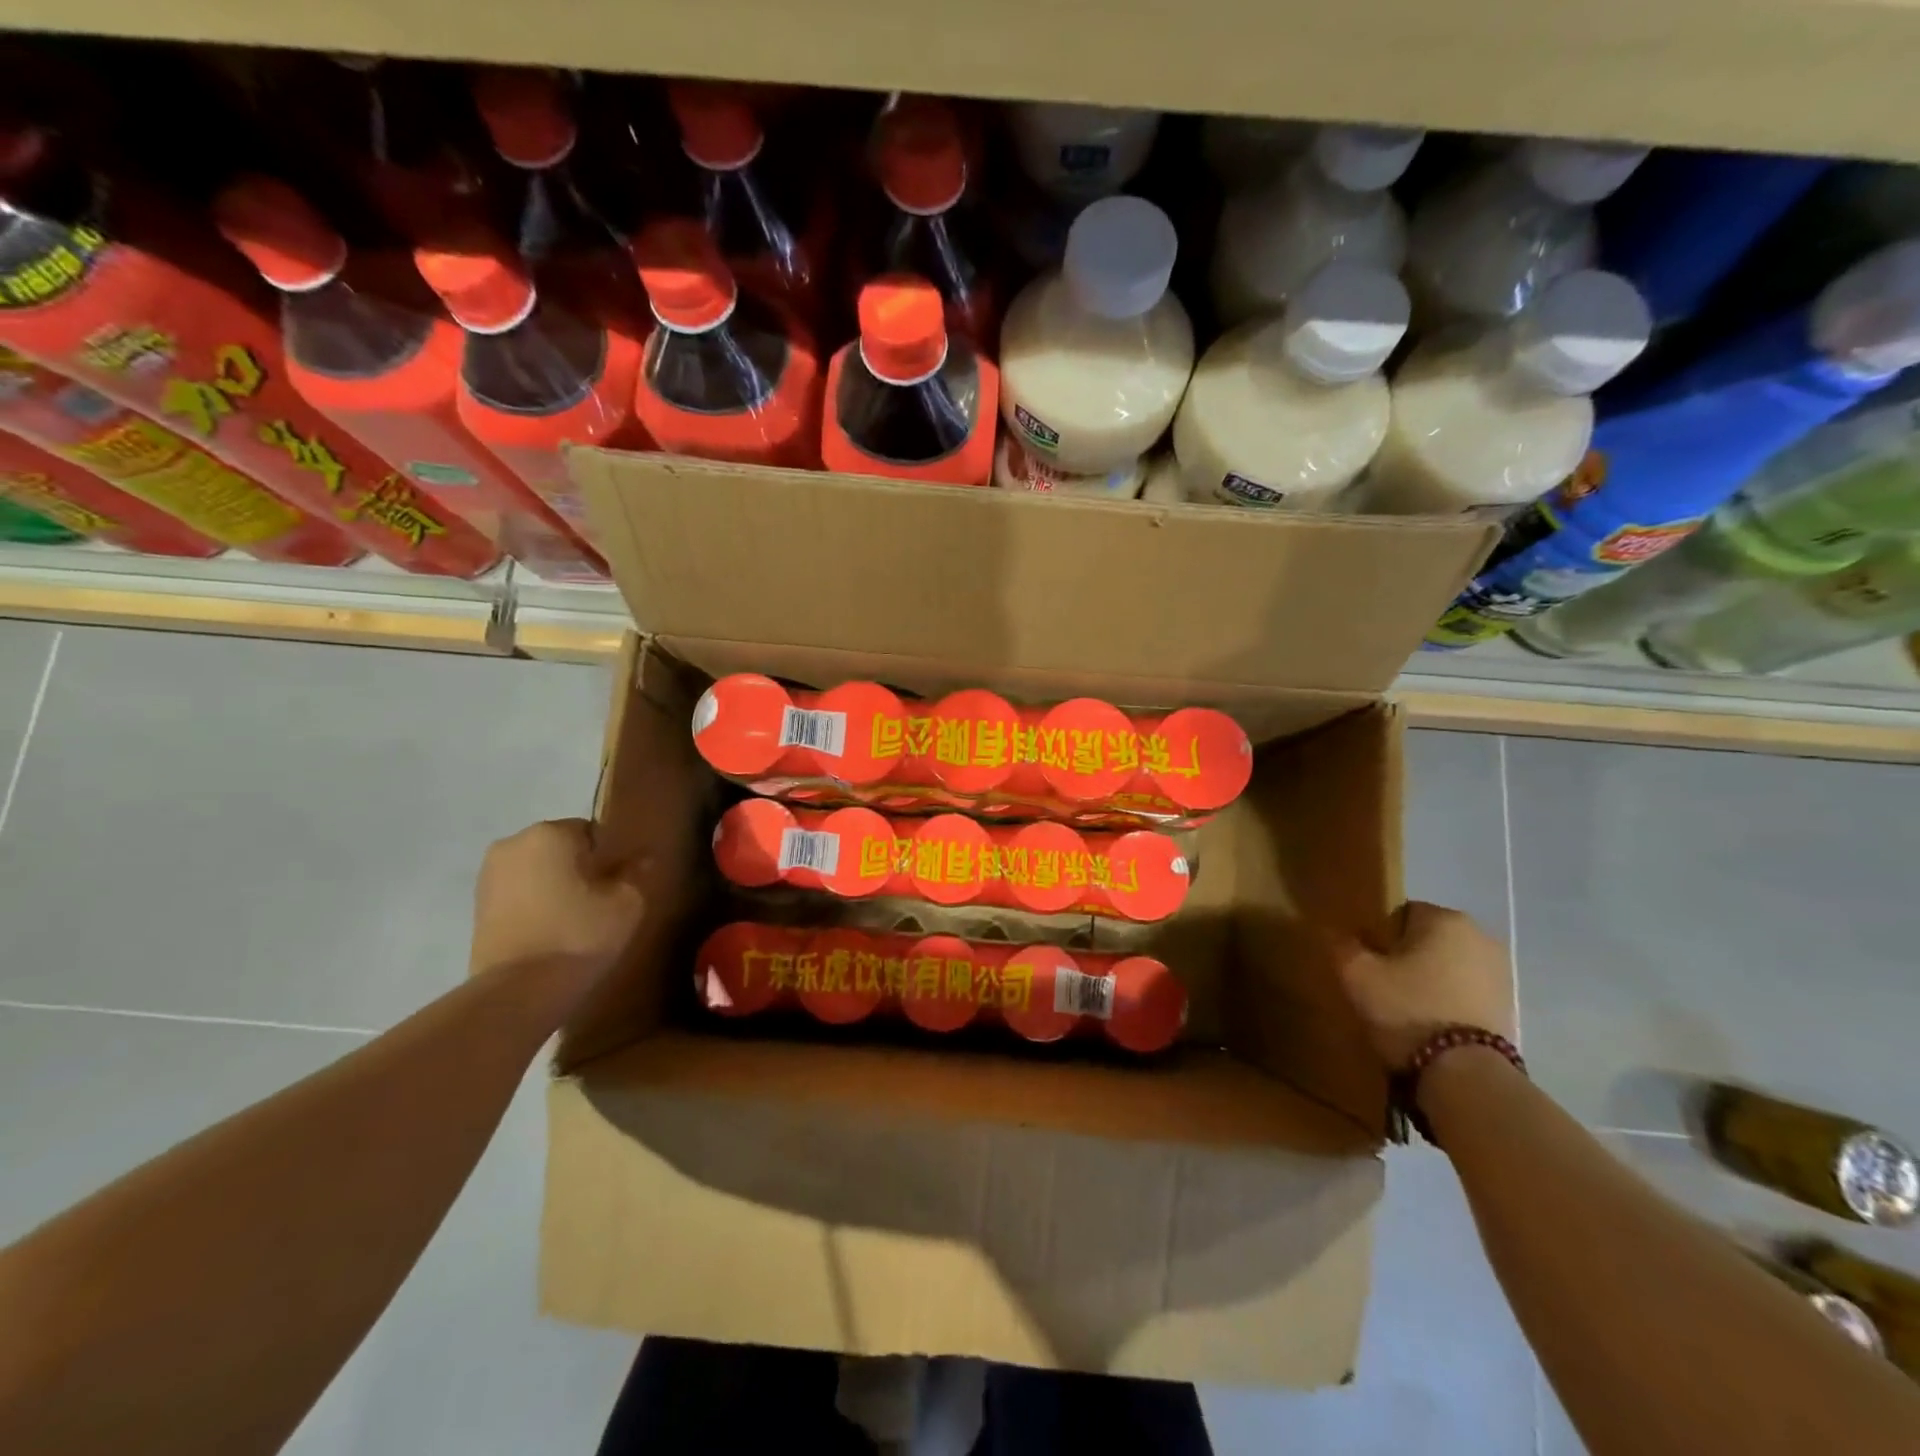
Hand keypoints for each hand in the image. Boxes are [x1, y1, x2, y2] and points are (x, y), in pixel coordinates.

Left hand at [469, 819, 646, 987]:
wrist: (517, 993)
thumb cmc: (578, 936)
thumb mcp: (626, 903)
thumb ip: (636, 872)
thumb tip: (643, 857)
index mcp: (550, 833)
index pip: (593, 832)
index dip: (611, 858)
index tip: (619, 885)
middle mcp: (513, 844)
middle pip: (562, 848)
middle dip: (581, 869)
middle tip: (601, 902)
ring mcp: (488, 875)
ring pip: (539, 871)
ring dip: (557, 886)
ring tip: (576, 920)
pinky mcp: (477, 907)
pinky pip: (520, 893)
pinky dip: (536, 904)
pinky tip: (552, 931)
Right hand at [1335, 901, 1513, 1069]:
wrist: (1465, 1074)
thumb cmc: (1407, 1009)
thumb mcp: (1357, 974)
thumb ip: (1342, 945)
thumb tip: (1335, 933)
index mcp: (1444, 919)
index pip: (1400, 914)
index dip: (1378, 937)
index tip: (1367, 963)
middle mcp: (1480, 936)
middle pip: (1426, 940)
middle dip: (1405, 958)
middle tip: (1382, 986)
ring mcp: (1501, 972)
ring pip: (1447, 966)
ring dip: (1428, 980)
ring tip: (1405, 1010)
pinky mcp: (1509, 1006)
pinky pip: (1465, 992)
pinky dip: (1447, 1002)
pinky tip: (1431, 1026)